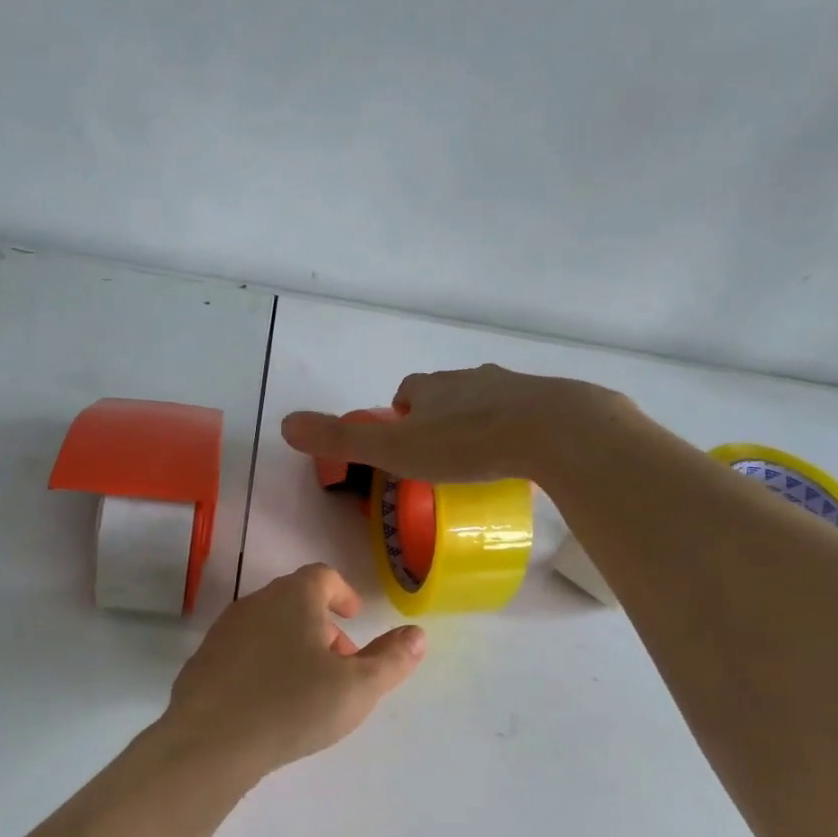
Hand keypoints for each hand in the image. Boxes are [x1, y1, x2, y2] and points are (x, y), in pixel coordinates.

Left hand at [163, 564, 425, 772]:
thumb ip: (391, 659)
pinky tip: (268, 702)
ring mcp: (224, 630)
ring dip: (292, 644)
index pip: (322, 576)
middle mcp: (255, 602)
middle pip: (294, 600)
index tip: (354, 617)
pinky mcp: (202, 660)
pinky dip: (262, 663)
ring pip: (267, 625)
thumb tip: (417, 634)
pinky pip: (242, 651)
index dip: (342, 593)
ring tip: (307, 686)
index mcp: (294, 597)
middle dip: (321, 625)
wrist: (209, 741)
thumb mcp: (357, 687)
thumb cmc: (292, 705)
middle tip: (340, 662)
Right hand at [280, 364, 629, 483]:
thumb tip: (284, 424)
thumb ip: (342, 440)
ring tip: (482, 458)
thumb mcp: (394, 448)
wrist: (553, 431)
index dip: (402, 414)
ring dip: (480, 422)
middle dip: (441, 417)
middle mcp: (471, 378)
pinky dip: (518, 429)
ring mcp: (514, 387)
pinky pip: (526, 414)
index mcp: (432, 388)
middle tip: (443, 456)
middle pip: (448, 394)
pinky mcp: (551, 403)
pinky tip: (523, 455)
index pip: (409, 391)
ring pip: (488, 401)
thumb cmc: (466, 442)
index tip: (406, 443)